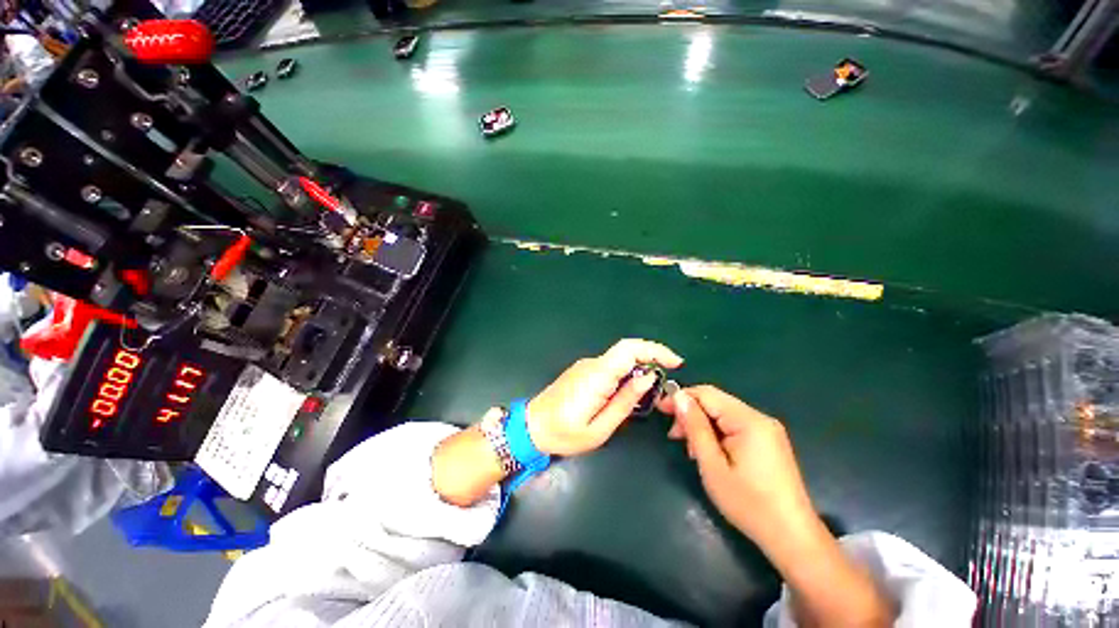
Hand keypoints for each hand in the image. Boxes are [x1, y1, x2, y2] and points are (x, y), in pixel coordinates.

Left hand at [526, 339, 682, 455]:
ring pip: (619, 359)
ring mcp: (586, 365)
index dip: (655, 350)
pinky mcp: (583, 370)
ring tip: (651, 392)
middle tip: (668, 378)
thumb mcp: (599, 428)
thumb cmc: (564, 433)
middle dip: (652, 358)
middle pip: (626, 351)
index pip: (629, 349)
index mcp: (597, 376)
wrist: (531, 426)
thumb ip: (625, 402)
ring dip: (639, 367)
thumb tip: (648, 378)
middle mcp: (592, 364)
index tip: (675, 362)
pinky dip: (626, 373)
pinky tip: (629, 391)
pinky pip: (610, 366)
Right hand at [662, 386, 895, 625]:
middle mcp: (759, 418)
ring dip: (702, 425)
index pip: (706, 393)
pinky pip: (734, 426)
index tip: (660, 409)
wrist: (792, 537)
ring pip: (723, 414)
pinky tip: (709, 452)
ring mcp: (767, 430)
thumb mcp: (712, 465)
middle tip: (674, 436)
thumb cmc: (748, 503)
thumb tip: (678, 397)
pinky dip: (716, 434)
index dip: (681, 397)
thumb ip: (695, 427)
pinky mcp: (768, 441)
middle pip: (715, 402)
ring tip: (691, 450)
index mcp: (748, 421)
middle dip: (691, 414)